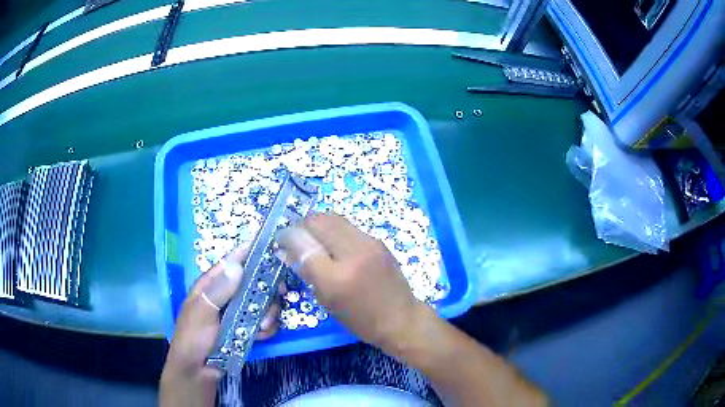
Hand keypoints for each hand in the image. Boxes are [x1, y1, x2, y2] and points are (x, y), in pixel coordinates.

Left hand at [160, 247, 282, 406]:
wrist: (198, 370)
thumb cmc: (193, 338)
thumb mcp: (201, 312)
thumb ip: (218, 291)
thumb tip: (237, 265)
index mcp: (211, 285)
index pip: (231, 261)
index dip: (249, 251)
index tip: (271, 245)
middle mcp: (227, 295)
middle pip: (254, 281)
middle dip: (267, 288)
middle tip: (279, 293)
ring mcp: (238, 313)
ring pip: (263, 302)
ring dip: (269, 312)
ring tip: (263, 325)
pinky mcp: (247, 329)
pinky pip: (265, 322)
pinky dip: (267, 328)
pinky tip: (262, 335)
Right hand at [275, 213, 425, 352]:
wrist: (401, 318)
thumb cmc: (361, 319)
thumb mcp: (327, 301)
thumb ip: (306, 272)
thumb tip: (286, 251)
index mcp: (335, 277)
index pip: (302, 242)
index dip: (286, 237)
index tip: (280, 241)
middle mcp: (352, 253)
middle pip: (317, 221)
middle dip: (300, 225)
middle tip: (295, 237)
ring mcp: (368, 243)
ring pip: (333, 218)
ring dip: (317, 224)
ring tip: (312, 238)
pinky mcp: (378, 240)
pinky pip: (347, 226)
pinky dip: (333, 230)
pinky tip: (332, 243)